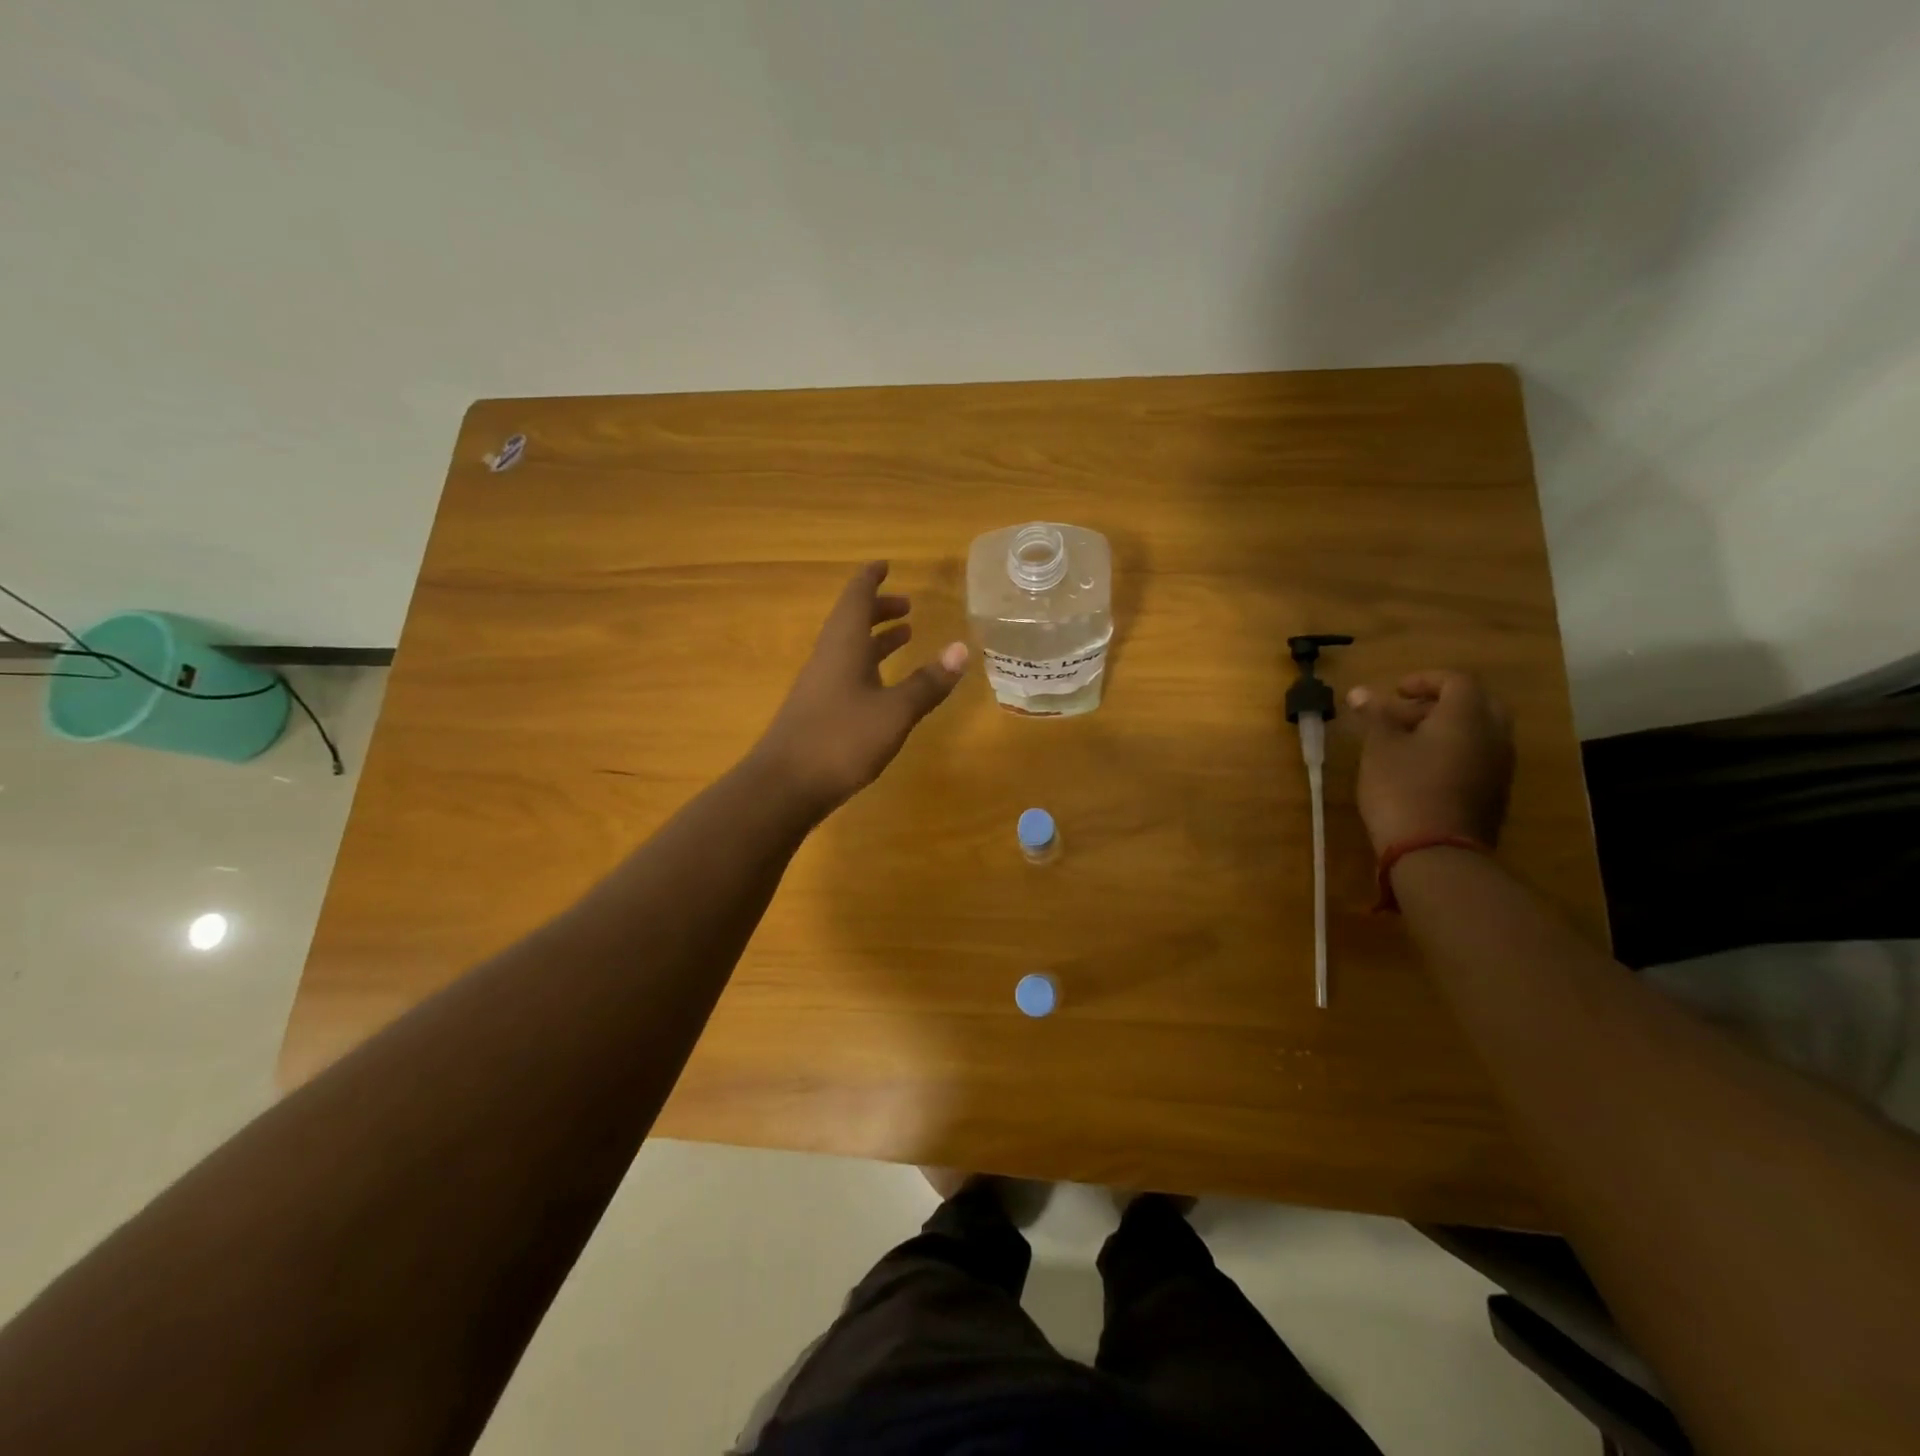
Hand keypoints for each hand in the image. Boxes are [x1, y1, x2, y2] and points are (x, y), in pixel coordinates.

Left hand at [754, 562, 967, 817]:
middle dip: (879, 609)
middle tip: (907, 606)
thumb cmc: (841, 740)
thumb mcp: (894, 711)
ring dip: (875, 638)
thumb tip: (961, 648)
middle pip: (851, 620)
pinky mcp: (817, 710)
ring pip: (848, 648)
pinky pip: (845, 672)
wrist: (785, 786)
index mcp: (843, 645)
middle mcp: (828, 657)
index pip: (856, 598)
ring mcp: (819, 684)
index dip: (871, 579)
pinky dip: (868, 665)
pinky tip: (882, 686)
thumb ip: (928, 682)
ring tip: (904, 636)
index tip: (886, 565)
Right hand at [1345, 671, 1512, 854]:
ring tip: (1407, 743)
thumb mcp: (1379, 748)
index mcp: (1467, 717)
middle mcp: (1493, 736)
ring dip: (1447, 729)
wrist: (1436, 853)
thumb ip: (1375, 716)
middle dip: (1441, 703)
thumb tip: (1361, 692)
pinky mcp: (1495, 794)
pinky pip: (1479, 757)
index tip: (1395, 691)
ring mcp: (1499, 767)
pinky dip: (1455, 752)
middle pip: (1477, 704)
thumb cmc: (1402, 789)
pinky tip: (1422, 769)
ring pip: (1480, 732)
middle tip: (1405, 713)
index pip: (1457, 681)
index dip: (1425, 680)